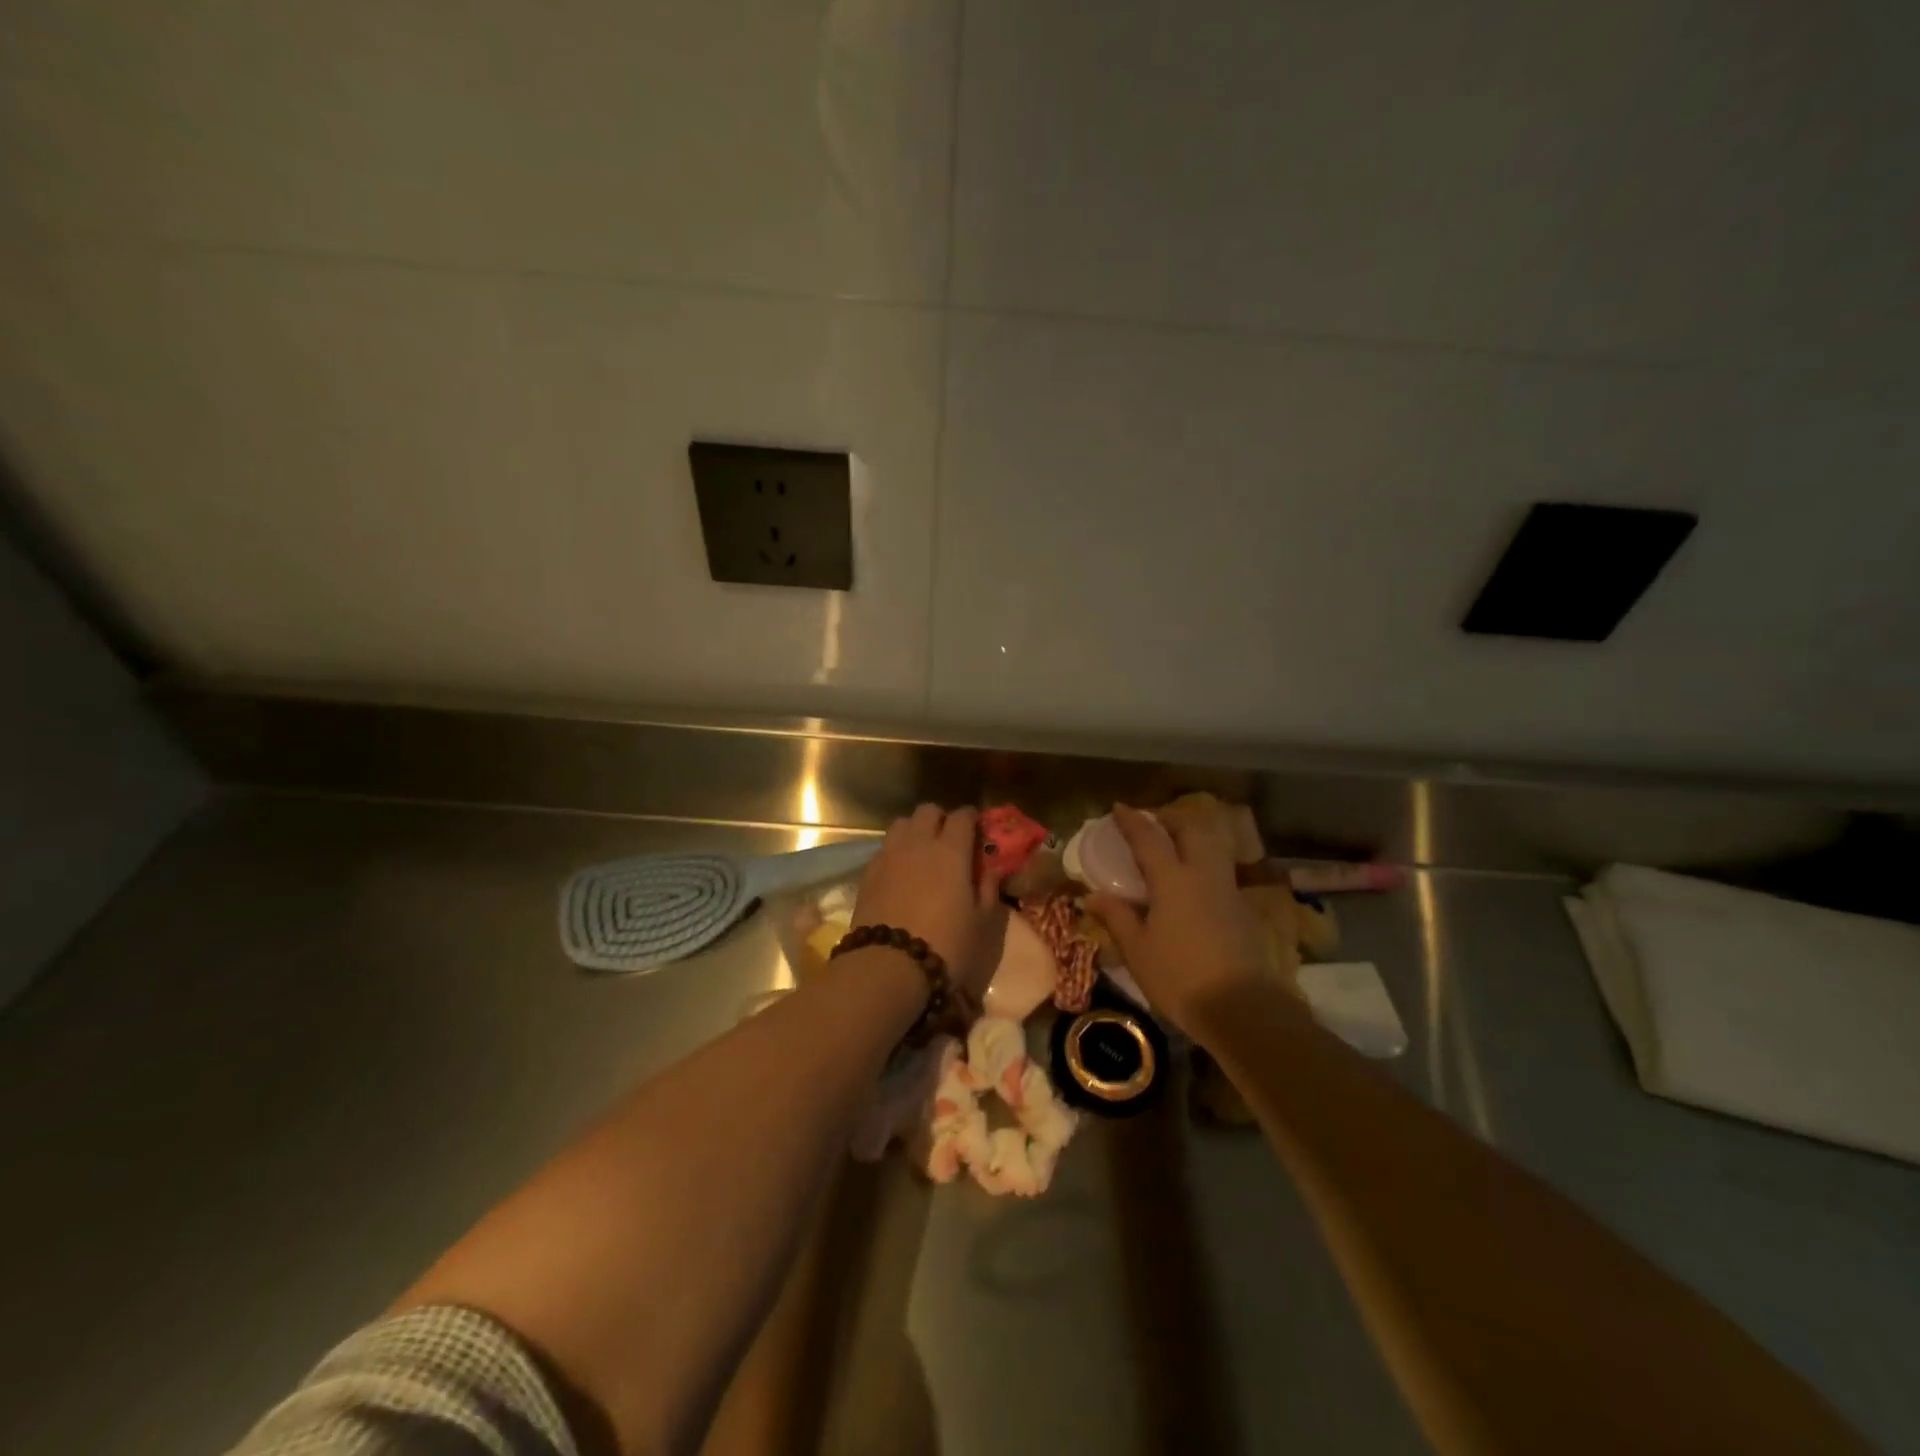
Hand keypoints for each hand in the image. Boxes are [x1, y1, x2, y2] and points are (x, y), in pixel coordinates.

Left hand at [853, 804, 1007, 999]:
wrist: (889, 967)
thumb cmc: (946, 945)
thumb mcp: (982, 922)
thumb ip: (988, 889)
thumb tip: (991, 869)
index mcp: (951, 850)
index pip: (962, 816)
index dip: (971, 818)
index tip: (977, 829)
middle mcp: (918, 843)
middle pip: (928, 811)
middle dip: (940, 819)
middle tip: (949, 840)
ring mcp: (889, 855)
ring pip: (901, 824)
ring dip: (914, 830)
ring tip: (921, 853)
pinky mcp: (867, 872)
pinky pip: (884, 848)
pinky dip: (895, 851)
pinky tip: (900, 872)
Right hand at [1085, 804, 1271, 1034]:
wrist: (1243, 1008)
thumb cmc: (1180, 978)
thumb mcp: (1138, 950)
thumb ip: (1116, 917)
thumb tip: (1093, 896)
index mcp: (1173, 880)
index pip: (1149, 837)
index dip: (1132, 820)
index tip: (1118, 808)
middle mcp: (1203, 875)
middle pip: (1191, 829)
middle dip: (1170, 818)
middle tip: (1151, 823)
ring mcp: (1228, 890)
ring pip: (1212, 846)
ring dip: (1192, 836)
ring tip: (1173, 846)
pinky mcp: (1243, 909)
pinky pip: (1221, 870)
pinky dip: (1203, 862)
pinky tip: (1192, 883)